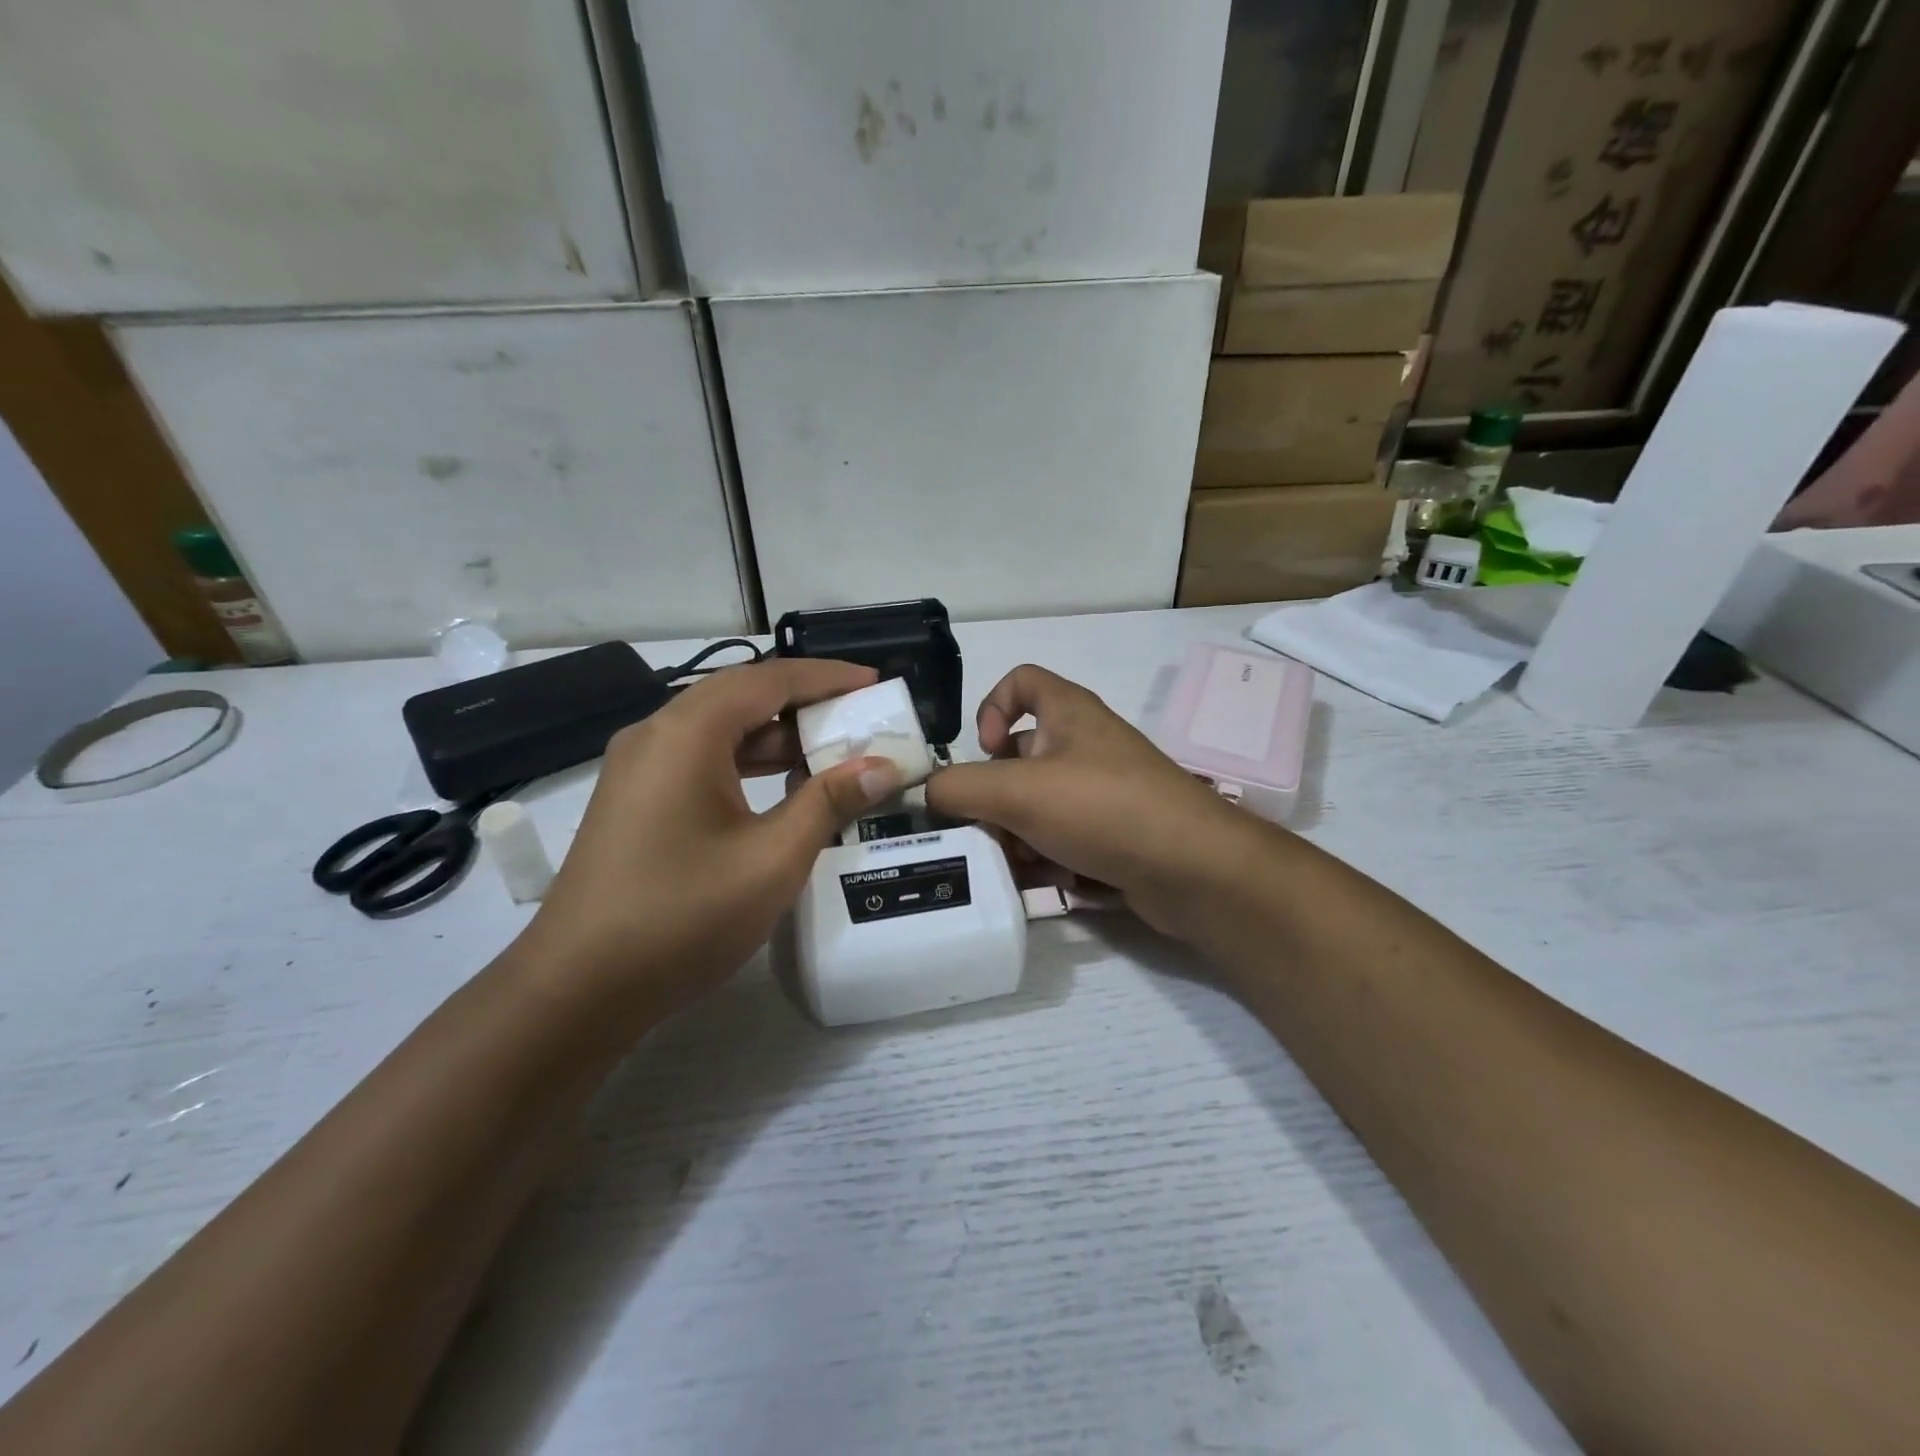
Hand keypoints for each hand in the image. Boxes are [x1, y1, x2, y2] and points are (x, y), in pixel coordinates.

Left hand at [519, 658, 903, 1018]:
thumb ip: (830, 803)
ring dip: (778, 738)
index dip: (827, 677)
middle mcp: (657, 735)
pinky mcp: (636, 800)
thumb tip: (884, 766)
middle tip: (861, 719)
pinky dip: (748, 764)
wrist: (577, 989)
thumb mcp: (771, 860)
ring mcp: (639, 768)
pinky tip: (784, 790)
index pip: (769, 680)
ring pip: (721, 730)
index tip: (876, 682)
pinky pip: (701, 760)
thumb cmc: (681, 916)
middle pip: (742, 698)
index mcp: (686, 734)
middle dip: (806, 704)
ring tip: (834, 754)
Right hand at [925, 665, 1265, 939]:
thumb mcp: (1017, 791)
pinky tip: (1039, 885)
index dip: (992, 708)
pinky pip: (1063, 839)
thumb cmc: (1103, 808)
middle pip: (1020, 757)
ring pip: (1038, 805)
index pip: (1020, 681)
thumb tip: (929, 792)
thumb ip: (960, 787)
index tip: (984, 752)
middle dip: (994, 796)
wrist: (1193, 870)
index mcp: (1068, 713)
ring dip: (1015, 835)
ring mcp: (1103, 793)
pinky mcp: (1114, 835)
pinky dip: (1045, 858)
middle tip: (982, 829)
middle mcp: (1085, 746)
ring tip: (1010, 865)